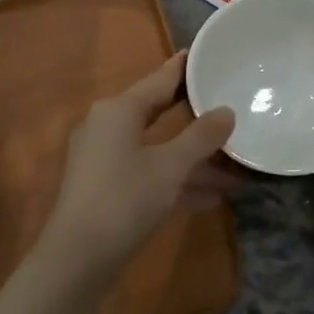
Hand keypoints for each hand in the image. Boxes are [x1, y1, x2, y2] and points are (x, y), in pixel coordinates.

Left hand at [40, 53, 237, 271]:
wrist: (78, 259)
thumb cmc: (125, 200)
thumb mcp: (171, 167)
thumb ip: (201, 137)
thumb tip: (226, 112)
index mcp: (118, 110)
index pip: (160, 79)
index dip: (185, 68)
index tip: (208, 54)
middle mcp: (107, 127)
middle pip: (158, 113)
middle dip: (195, 116)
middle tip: (227, 102)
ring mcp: (104, 160)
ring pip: (157, 149)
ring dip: (193, 158)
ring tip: (235, 163)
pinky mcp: (106, 189)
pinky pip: (149, 174)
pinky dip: (177, 180)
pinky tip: (213, 195)